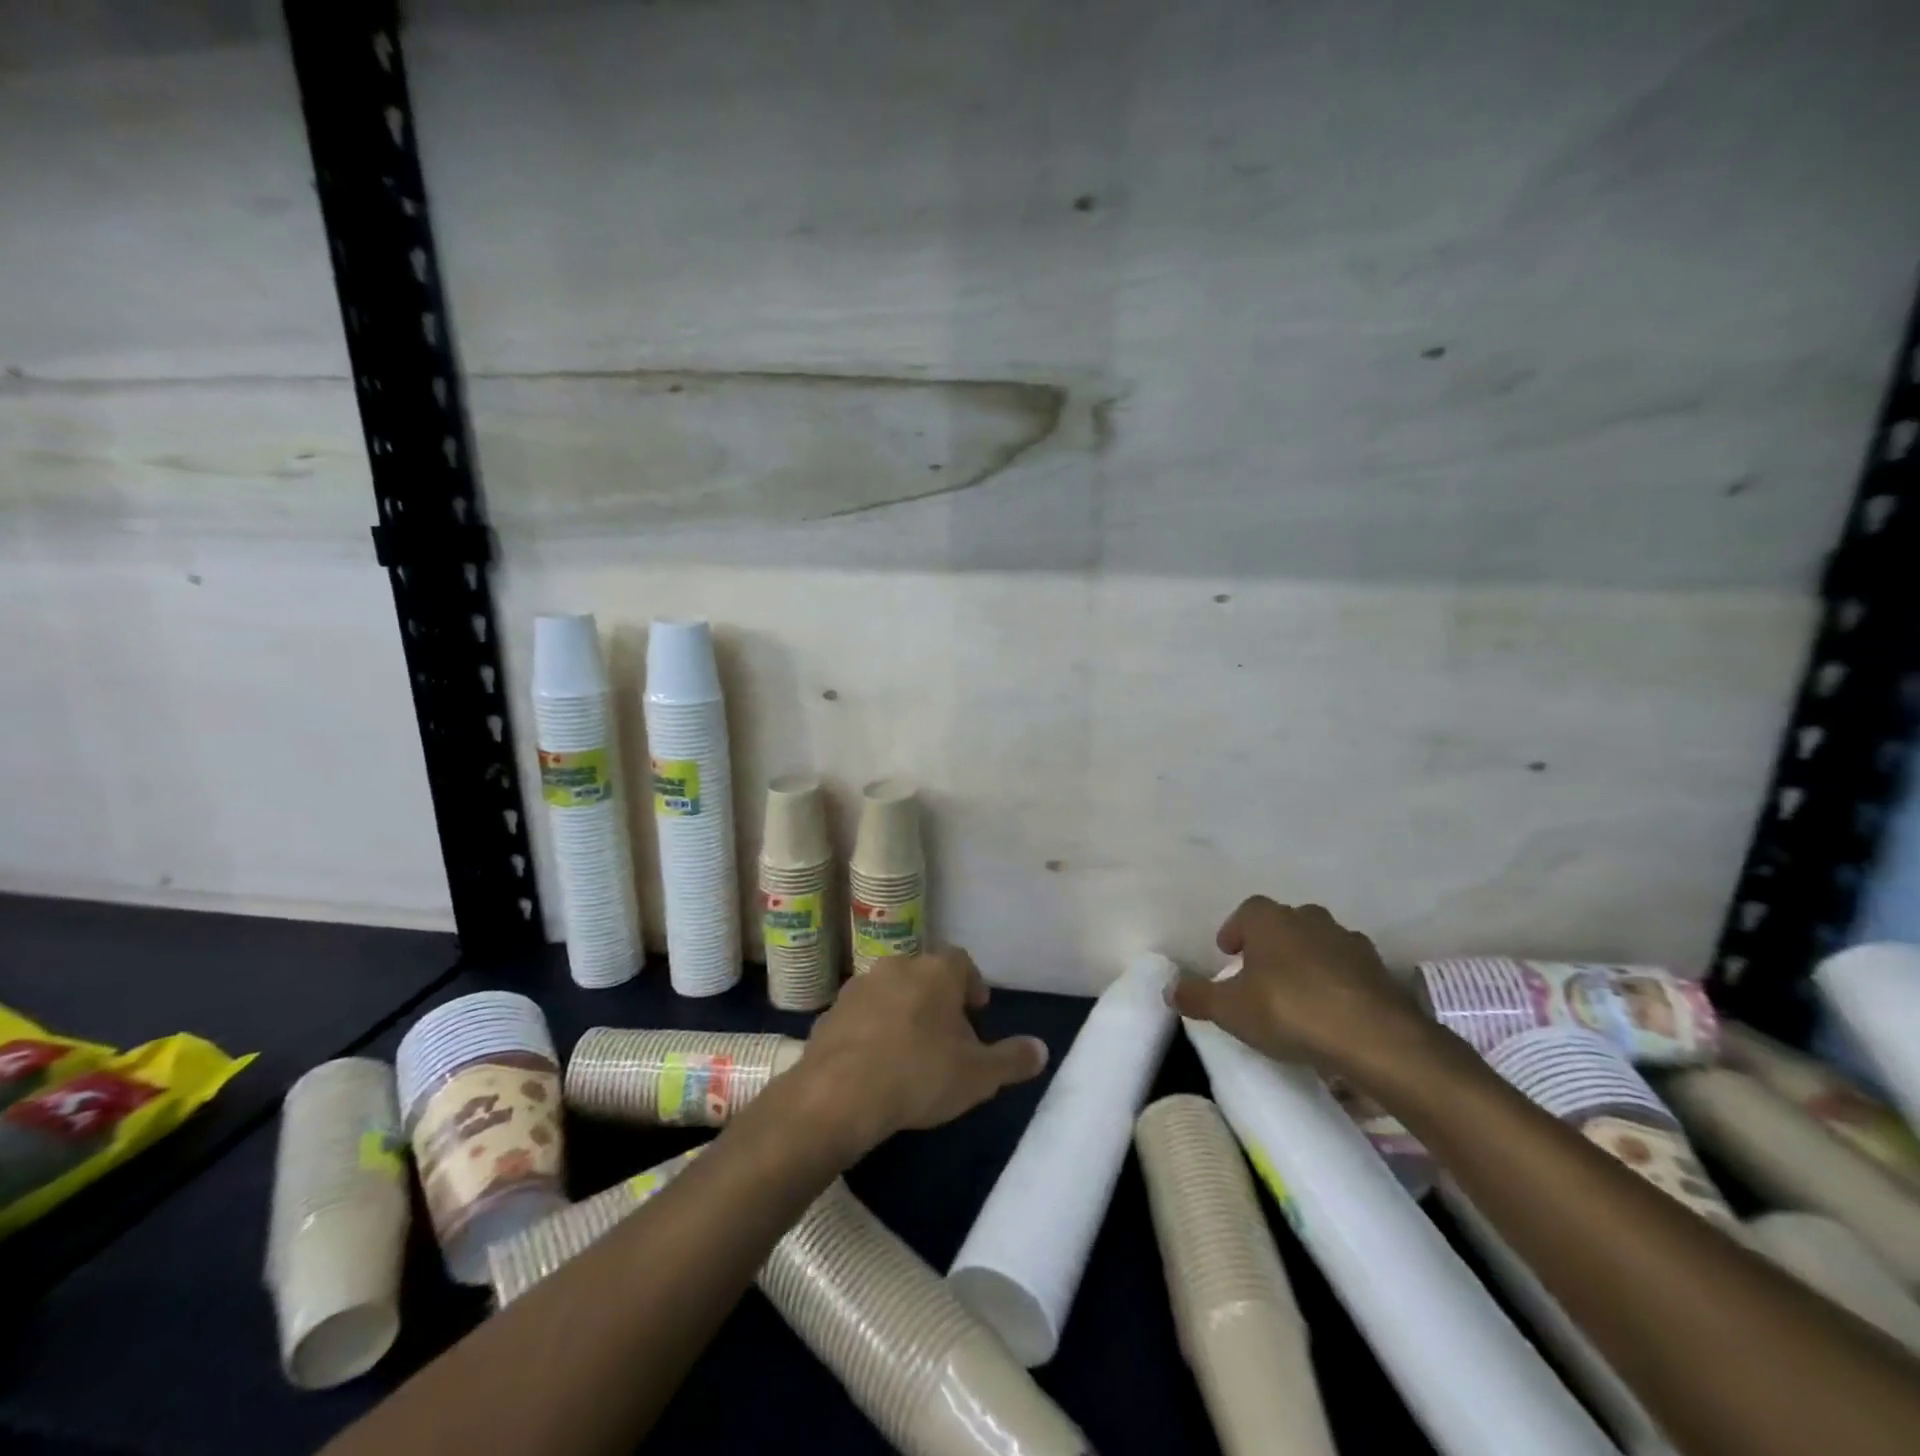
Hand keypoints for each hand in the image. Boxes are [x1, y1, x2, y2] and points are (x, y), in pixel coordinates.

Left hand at [795, 947, 1048, 1155]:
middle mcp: (896, 966)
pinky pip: (860, 1015)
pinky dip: (871, 1030)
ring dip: (902, 1012)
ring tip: (910, 1051)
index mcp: (936, 971)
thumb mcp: (978, 1076)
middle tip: (947, 1036)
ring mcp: (858, 987)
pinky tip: (874, 1063)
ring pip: (890, 991)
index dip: (972, 985)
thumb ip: (1012, 1060)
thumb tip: (1042, 1049)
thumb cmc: (919, 1074)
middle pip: (924, 974)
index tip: (977, 1013)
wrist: (838, 1094)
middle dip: (937, 999)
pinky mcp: (829, 1013)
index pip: (962, 962)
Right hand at [1169, 896, 1432, 1081]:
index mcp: (1270, 919)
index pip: (1247, 912)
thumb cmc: (1289, 1010)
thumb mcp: (1230, 1009)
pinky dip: (1337, 983)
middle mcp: (1309, 919)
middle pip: (1284, 924)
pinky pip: (1348, 970)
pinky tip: (1331, 1012)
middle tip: (1259, 974)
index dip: (1235, 930)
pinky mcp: (1379, 970)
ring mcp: (1348, 942)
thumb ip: (1197, 996)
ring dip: (1306, 962)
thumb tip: (1170, 988)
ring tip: (1296, 995)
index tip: (1228, 954)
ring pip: (1318, 944)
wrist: (1374, 1037)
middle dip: (1270, 944)